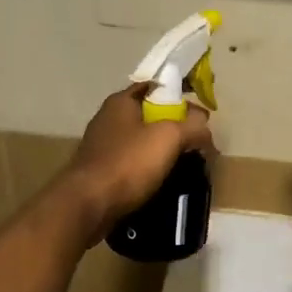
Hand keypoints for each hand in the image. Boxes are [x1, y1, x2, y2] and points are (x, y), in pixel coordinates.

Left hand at [61, 84, 213, 241]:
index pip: (155, 86)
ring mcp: (102, 146)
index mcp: (121, 102)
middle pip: (150, 115)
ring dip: (162, 150)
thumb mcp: (169, 137)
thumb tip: (204, 124)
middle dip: (174, 126)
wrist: (88, 205)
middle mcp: (108, 119)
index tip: (199, 112)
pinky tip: (162, 181)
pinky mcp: (100, 172)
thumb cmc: (128, 163)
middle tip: (197, 141)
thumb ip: (192, 125)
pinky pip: (132, 164)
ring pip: (141, 141)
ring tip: (184, 164)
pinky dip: (148, 169)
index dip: (179, 94)